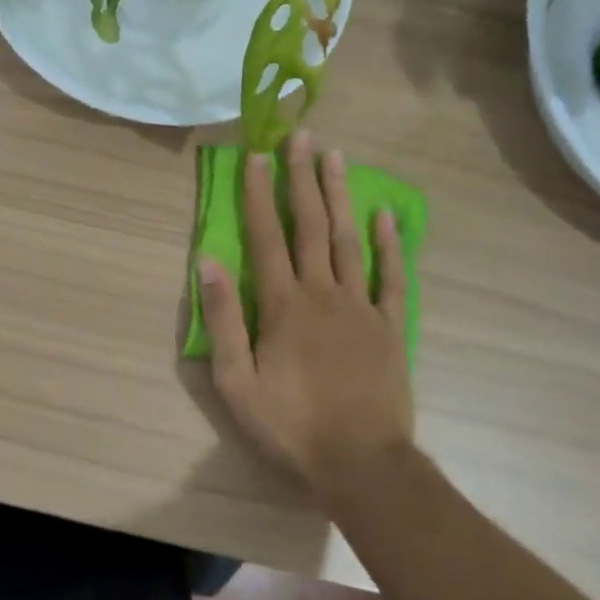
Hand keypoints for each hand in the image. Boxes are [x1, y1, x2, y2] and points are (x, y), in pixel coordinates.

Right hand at [198, 131, 414, 488]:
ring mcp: (361, 306)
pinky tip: (384, 215)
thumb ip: (223, 319)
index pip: (267, 236)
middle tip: (301, 136)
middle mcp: (323, 292)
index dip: (259, 194)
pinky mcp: (389, 325)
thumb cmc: (290, 424)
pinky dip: (389, 243)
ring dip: (340, 196)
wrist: (361, 463)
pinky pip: (391, 275)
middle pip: (311, 225)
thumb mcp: (237, 381)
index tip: (257, 156)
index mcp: (283, 304)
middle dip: (302, 178)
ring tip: (335, 157)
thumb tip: (208, 262)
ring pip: (349, 239)